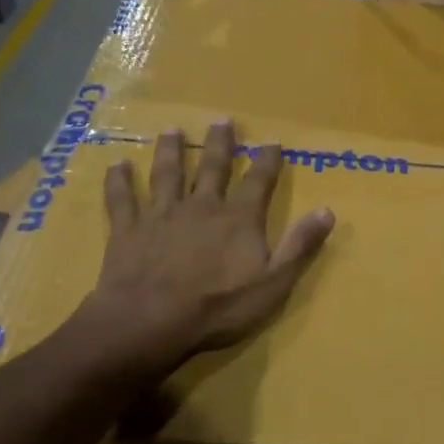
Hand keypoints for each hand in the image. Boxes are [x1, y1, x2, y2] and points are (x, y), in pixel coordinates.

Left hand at [72, 120, 334, 382]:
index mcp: (238, 219)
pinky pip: (122, 199)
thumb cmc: (218, 308)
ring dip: (171, 151)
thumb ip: (299, 246)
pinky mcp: (128, 230)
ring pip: (167, 174)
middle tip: (222, 120)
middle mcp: (201, 206)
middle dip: (220, 144)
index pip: (258, 181)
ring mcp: (161, 215)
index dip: (267, 160)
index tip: (272, 141)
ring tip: (173, 131)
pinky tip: (116, 165)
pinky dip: (119, 181)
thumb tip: (327, 210)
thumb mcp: (273, 283)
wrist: (149, 322)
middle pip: (212, 168)